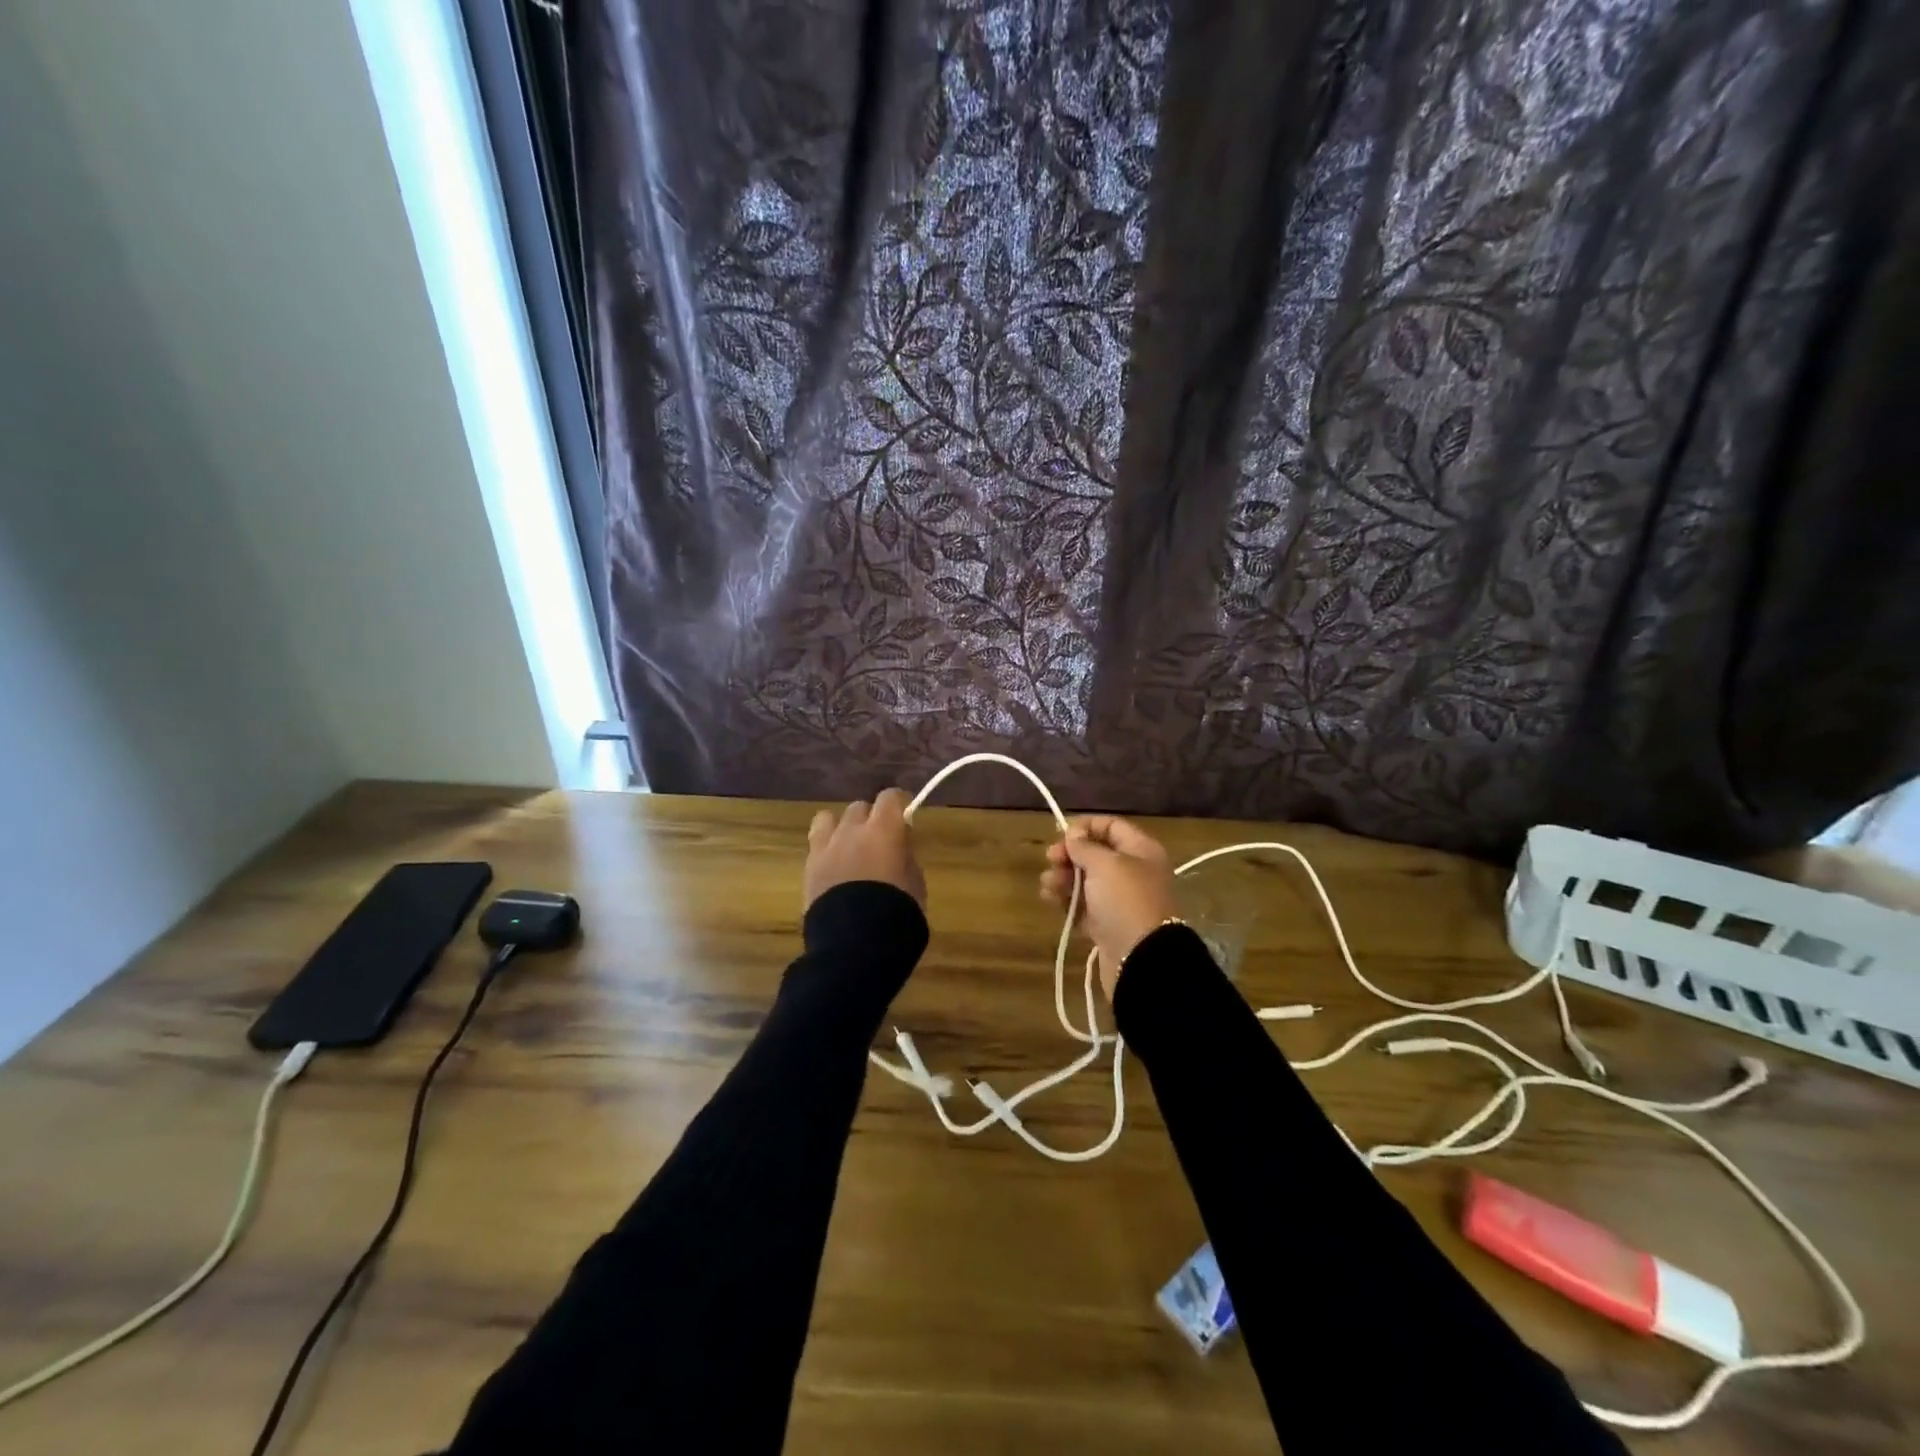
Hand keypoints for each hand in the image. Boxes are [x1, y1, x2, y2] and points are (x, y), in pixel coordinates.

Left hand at [805, 788, 926, 911]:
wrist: (855, 943)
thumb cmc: (897, 912)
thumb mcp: (915, 883)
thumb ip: (906, 856)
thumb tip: (899, 845)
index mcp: (884, 830)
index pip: (890, 797)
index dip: (898, 804)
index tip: (904, 816)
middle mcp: (852, 829)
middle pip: (859, 807)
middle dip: (870, 818)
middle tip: (878, 840)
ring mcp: (826, 846)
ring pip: (829, 819)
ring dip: (842, 828)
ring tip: (849, 848)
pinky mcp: (808, 867)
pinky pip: (815, 844)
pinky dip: (826, 848)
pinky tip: (833, 866)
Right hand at [1039, 815, 1178, 1000]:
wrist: (1140, 960)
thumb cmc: (1125, 901)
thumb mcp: (1105, 864)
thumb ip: (1085, 846)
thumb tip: (1073, 834)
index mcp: (1141, 851)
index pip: (1111, 826)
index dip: (1084, 827)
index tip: (1061, 836)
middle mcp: (1133, 872)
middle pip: (1095, 854)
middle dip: (1069, 855)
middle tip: (1050, 861)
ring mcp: (1120, 900)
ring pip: (1086, 881)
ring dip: (1063, 879)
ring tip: (1047, 886)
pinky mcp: (1108, 925)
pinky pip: (1083, 906)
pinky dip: (1067, 902)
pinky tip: (1051, 901)